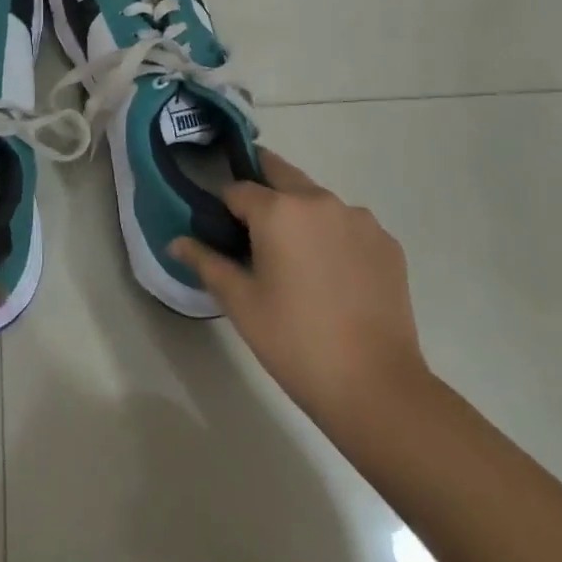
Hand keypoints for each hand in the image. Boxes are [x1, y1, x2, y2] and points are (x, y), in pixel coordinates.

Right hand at [172, 151, 430, 444]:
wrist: (376, 386)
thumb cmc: (295, 342)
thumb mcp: (240, 303)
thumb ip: (206, 262)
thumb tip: (174, 241)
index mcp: (279, 210)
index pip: (237, 189)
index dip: (223, 207)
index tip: (221, 230)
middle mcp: (319, 200)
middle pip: (280, 174)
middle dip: (261, 188)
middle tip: (253, 228)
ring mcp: (358, 218)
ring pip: (316, 199)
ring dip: (300, 213)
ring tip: (297, 260)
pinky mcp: (386, 241)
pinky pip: (348, 224)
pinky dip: (333, 235)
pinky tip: (333, 275)